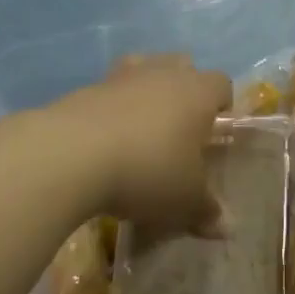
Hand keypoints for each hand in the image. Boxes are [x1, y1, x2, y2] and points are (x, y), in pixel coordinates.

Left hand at [52, 55, 230, 233]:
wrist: (70, 155)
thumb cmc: (147, 170)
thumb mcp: (184, 200)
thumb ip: (206, 210)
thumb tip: (224, 227)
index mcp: (197, 92)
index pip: (222, 84)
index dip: (222, 106)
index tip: (214, 136)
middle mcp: (163, 74)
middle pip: (183, 67)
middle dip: (184, 92)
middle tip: (179, 131)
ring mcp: (121, 77)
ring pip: (143, 70)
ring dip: (146, 92)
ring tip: (141, 129)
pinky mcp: (85, 89)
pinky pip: (109, 92)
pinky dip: (112, 110)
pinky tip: (106, 142)